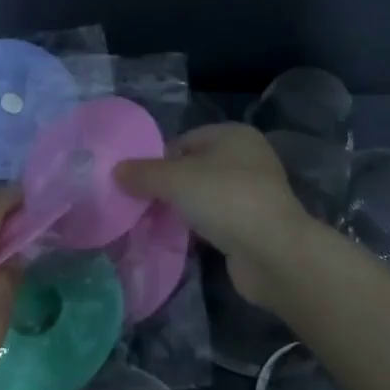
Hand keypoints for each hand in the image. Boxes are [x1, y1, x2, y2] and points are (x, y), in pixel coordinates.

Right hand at [115, 124, 309, 310]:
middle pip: (193, 168)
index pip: (183, 140)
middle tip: (138, 203)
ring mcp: (253, 194)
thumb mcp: (175, 180)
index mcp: (233, 135)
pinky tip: (178, 240)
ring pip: (203, 196)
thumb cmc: (226, 199)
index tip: (134, 182)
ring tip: (152, 223)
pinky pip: (215, 221)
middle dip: (166, 186)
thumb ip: (143, 173)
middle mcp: (247, 159)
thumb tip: (115, 171)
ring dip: (181, 209)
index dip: (157, 159)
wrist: (274, 254)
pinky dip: (197, 228)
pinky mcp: (253, 226)